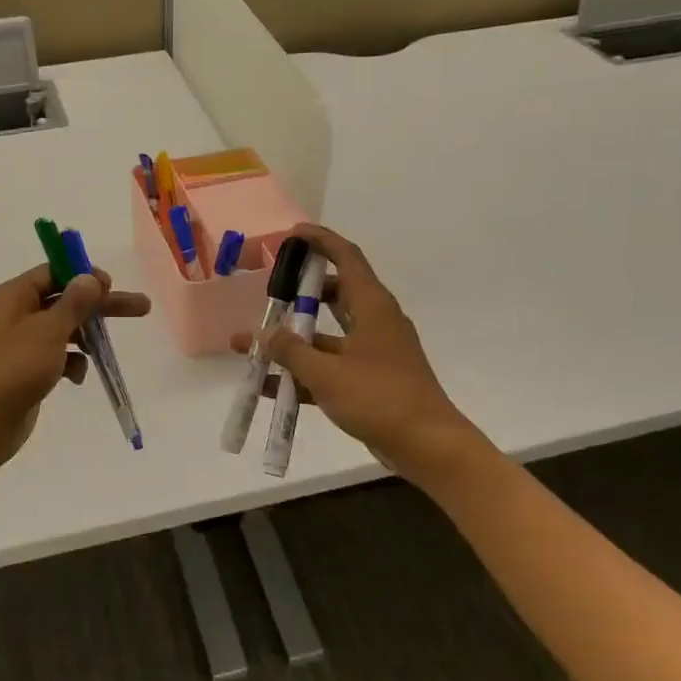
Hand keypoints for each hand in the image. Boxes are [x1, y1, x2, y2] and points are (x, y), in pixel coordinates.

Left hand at [0, 263, 150, 477]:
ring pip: (62, 331)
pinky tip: (77, 378)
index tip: (111, 285)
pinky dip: (71, 364)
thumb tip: (90, 277)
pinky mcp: (26, 373)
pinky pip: (56, 358)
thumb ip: (73, 303)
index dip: (83, 275)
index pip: (52, 273)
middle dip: (100, 306)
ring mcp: (20, 346)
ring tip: (104, 350)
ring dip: (85, 337)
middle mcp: (15, 316)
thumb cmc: (11, 369)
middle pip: (65, 301)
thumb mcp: (47, 331)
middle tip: (140, 308)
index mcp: (13, 297)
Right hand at [233, 224, 475, 472]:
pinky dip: (303, 372)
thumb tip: (262, 334)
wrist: (427, 446)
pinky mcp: (369, 381)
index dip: (321, 241)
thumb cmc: (379, 398)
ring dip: (293, 339)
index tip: (292, 234)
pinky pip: (330, 366)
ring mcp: (373, 353)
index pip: (347, 258)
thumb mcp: (327, 373)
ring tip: (253, 343)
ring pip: (327, 334)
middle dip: (301, 291)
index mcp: (372, 307)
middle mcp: (375, 322)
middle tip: (270, 289)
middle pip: (336, 293)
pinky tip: (269, 387)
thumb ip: (290, 351)